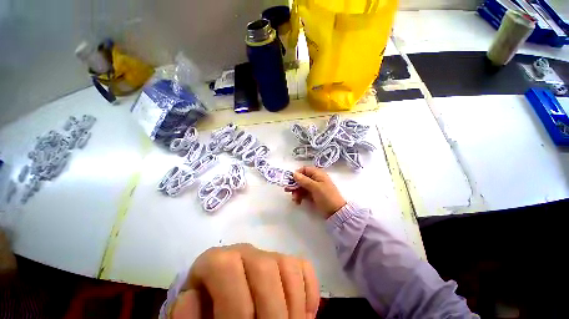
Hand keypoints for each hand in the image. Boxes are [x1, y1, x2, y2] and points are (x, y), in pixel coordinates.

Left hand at [172, 244, 319, 318]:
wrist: (225, 296)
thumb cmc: (208, 308)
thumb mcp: (192, 314)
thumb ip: (187, 314)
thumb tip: (192, 302)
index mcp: (217, 260)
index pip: (226, 268)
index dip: (235, 306)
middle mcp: (246, 250)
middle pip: (264, 268)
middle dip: (271, 310)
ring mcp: (270, 253)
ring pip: (289, 266)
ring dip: (294, 305)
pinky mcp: (287, 260)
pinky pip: (304, 267)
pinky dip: (309, 293)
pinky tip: (304, 315)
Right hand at [285, 166, 346, 218]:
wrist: (336, 212)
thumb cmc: (327, 197)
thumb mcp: (315, 187)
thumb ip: (304, 180)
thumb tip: (294, 173)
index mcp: (318, 174)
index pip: (305, 169)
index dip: (297, 173)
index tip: (291, 180)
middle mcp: (315, 179)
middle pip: (302, 179)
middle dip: (295, 184)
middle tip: (288, 190)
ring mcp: (314, 188)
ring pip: (302, 187)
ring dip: (296, 192)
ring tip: (295, 199)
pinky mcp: (313, 195)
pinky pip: (304, 193)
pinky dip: (300, 197)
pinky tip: (298, 202)